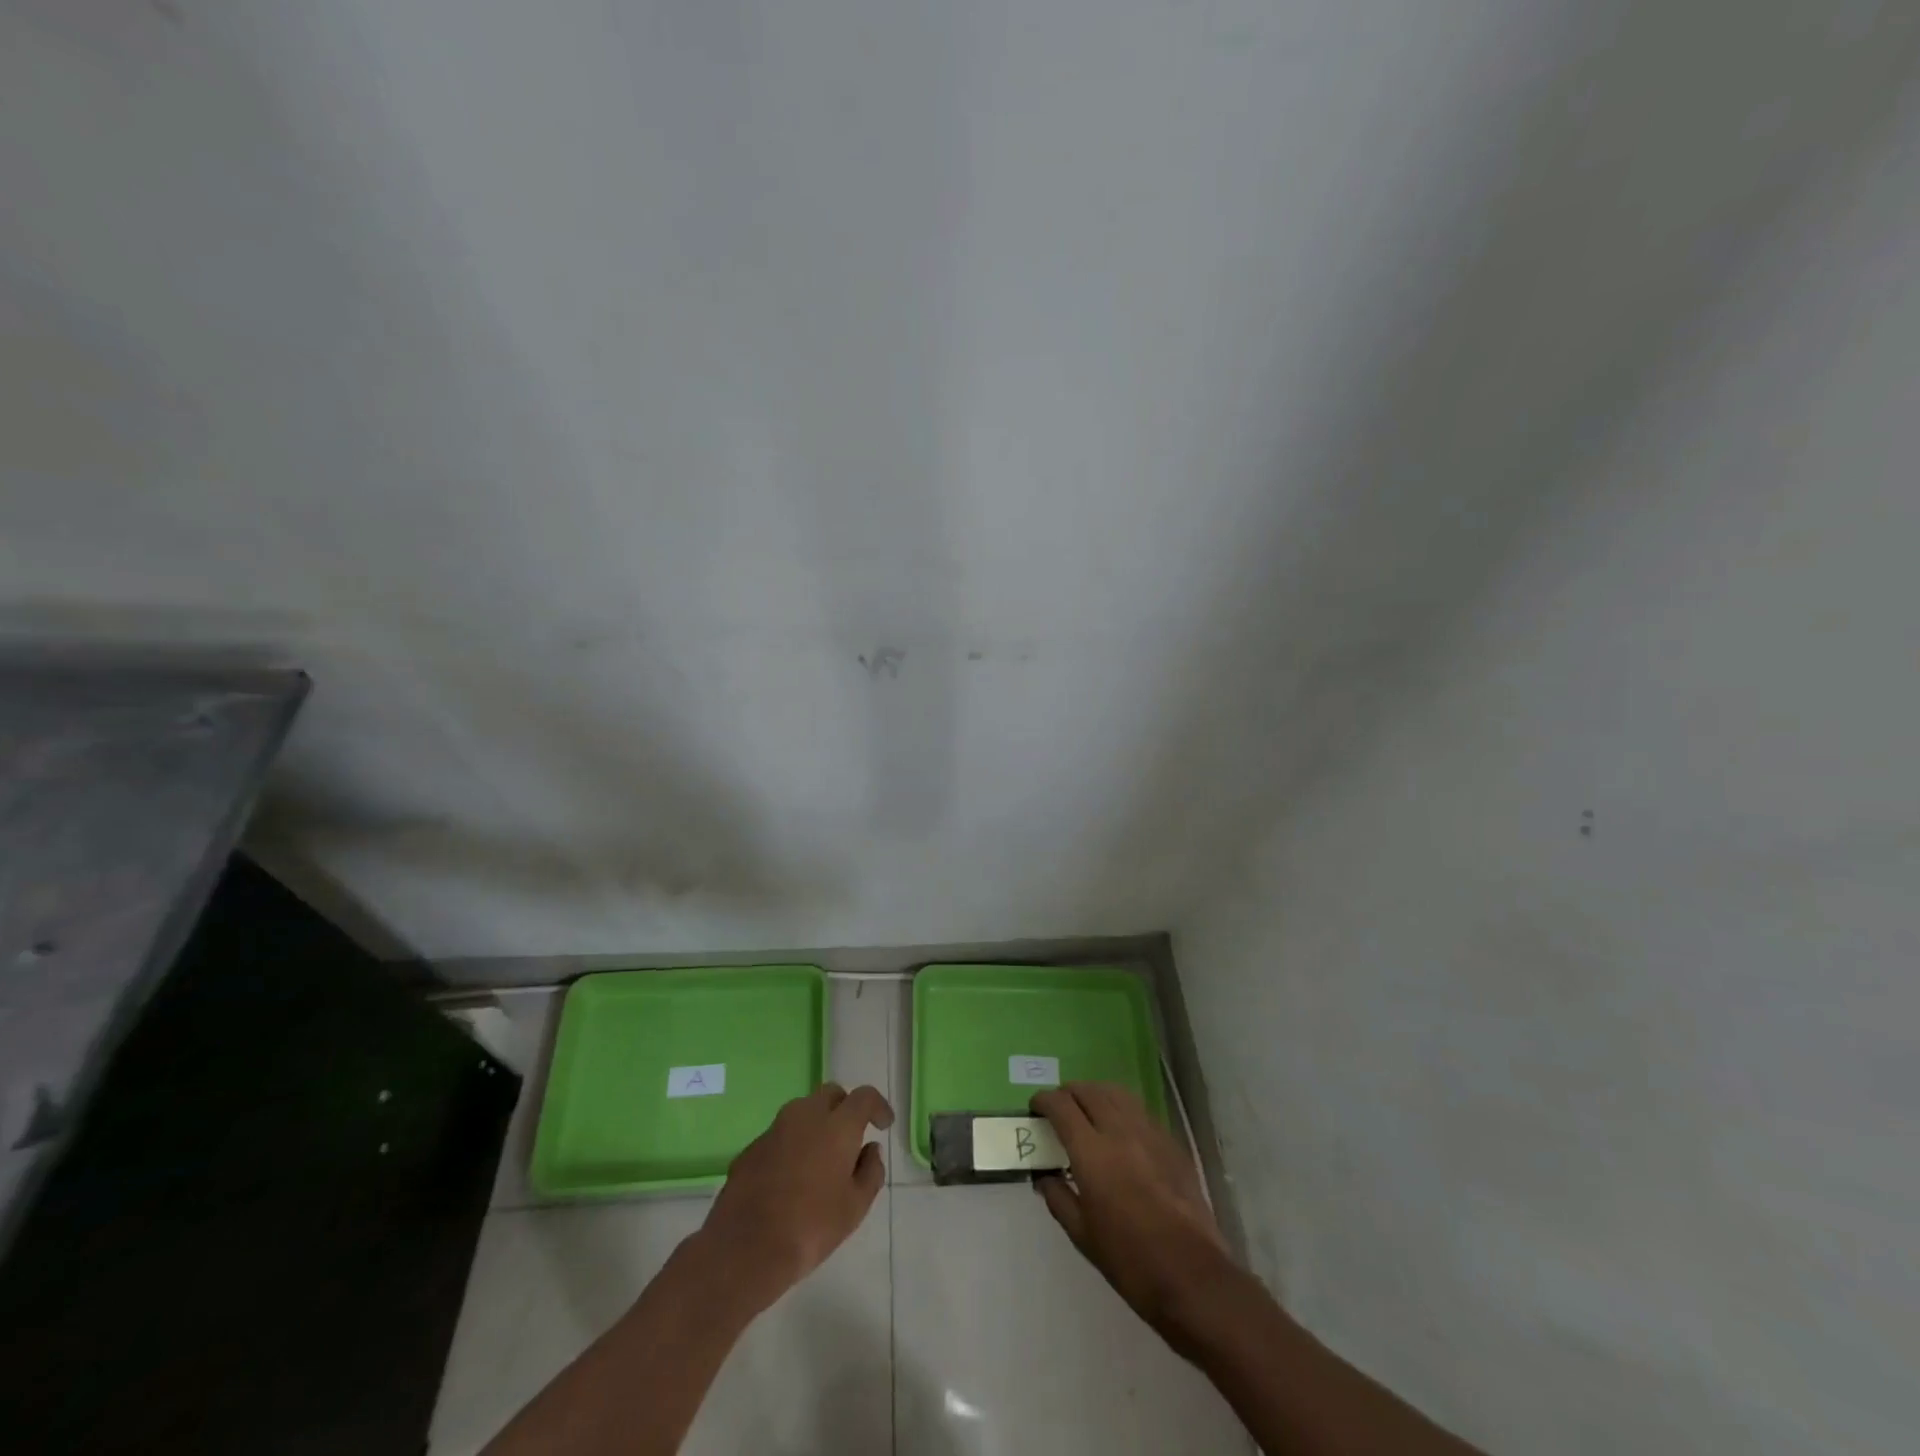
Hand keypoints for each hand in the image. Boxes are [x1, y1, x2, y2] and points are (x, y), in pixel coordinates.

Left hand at [696, 1082, 892, 1313]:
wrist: (745, 1248)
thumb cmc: (811, 1227)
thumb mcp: (855, 1207)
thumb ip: (871, 1172)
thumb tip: (871, 1150)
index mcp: (837, 1125)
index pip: (864, 1097)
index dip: (878, 1106)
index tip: (883, 1124)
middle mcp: (806, 1115)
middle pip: (831, 1094)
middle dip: (845, 1108)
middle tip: (851, 1137)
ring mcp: (775, 1129)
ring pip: (803, 1111)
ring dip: (817, 1124)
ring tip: (821, 1158)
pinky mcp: (752, 1147)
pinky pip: (780, 1135)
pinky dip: (793, 1144)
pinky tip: (791, 1177)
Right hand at [1030, 1082, 1233, 1332]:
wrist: (1192, 1276)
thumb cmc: (1130, 1261)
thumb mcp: (1082, 1236)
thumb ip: (1058, 1197)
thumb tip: (1044, 1176)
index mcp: (1092, 1153)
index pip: (1061, 1106)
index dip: (1044, 1101)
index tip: (1035, 1108)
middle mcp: (1119, 1131)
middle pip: (1088, 1091)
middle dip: (1068, 1093)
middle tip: (1059, 1109)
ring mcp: (1149, 1133)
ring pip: (1116, 1093)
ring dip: (1095, 1094)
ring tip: (1087, 1110)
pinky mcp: (1171, 1142)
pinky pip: (1139, 1110)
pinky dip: (1121, 1108)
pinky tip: (1120, 1129)